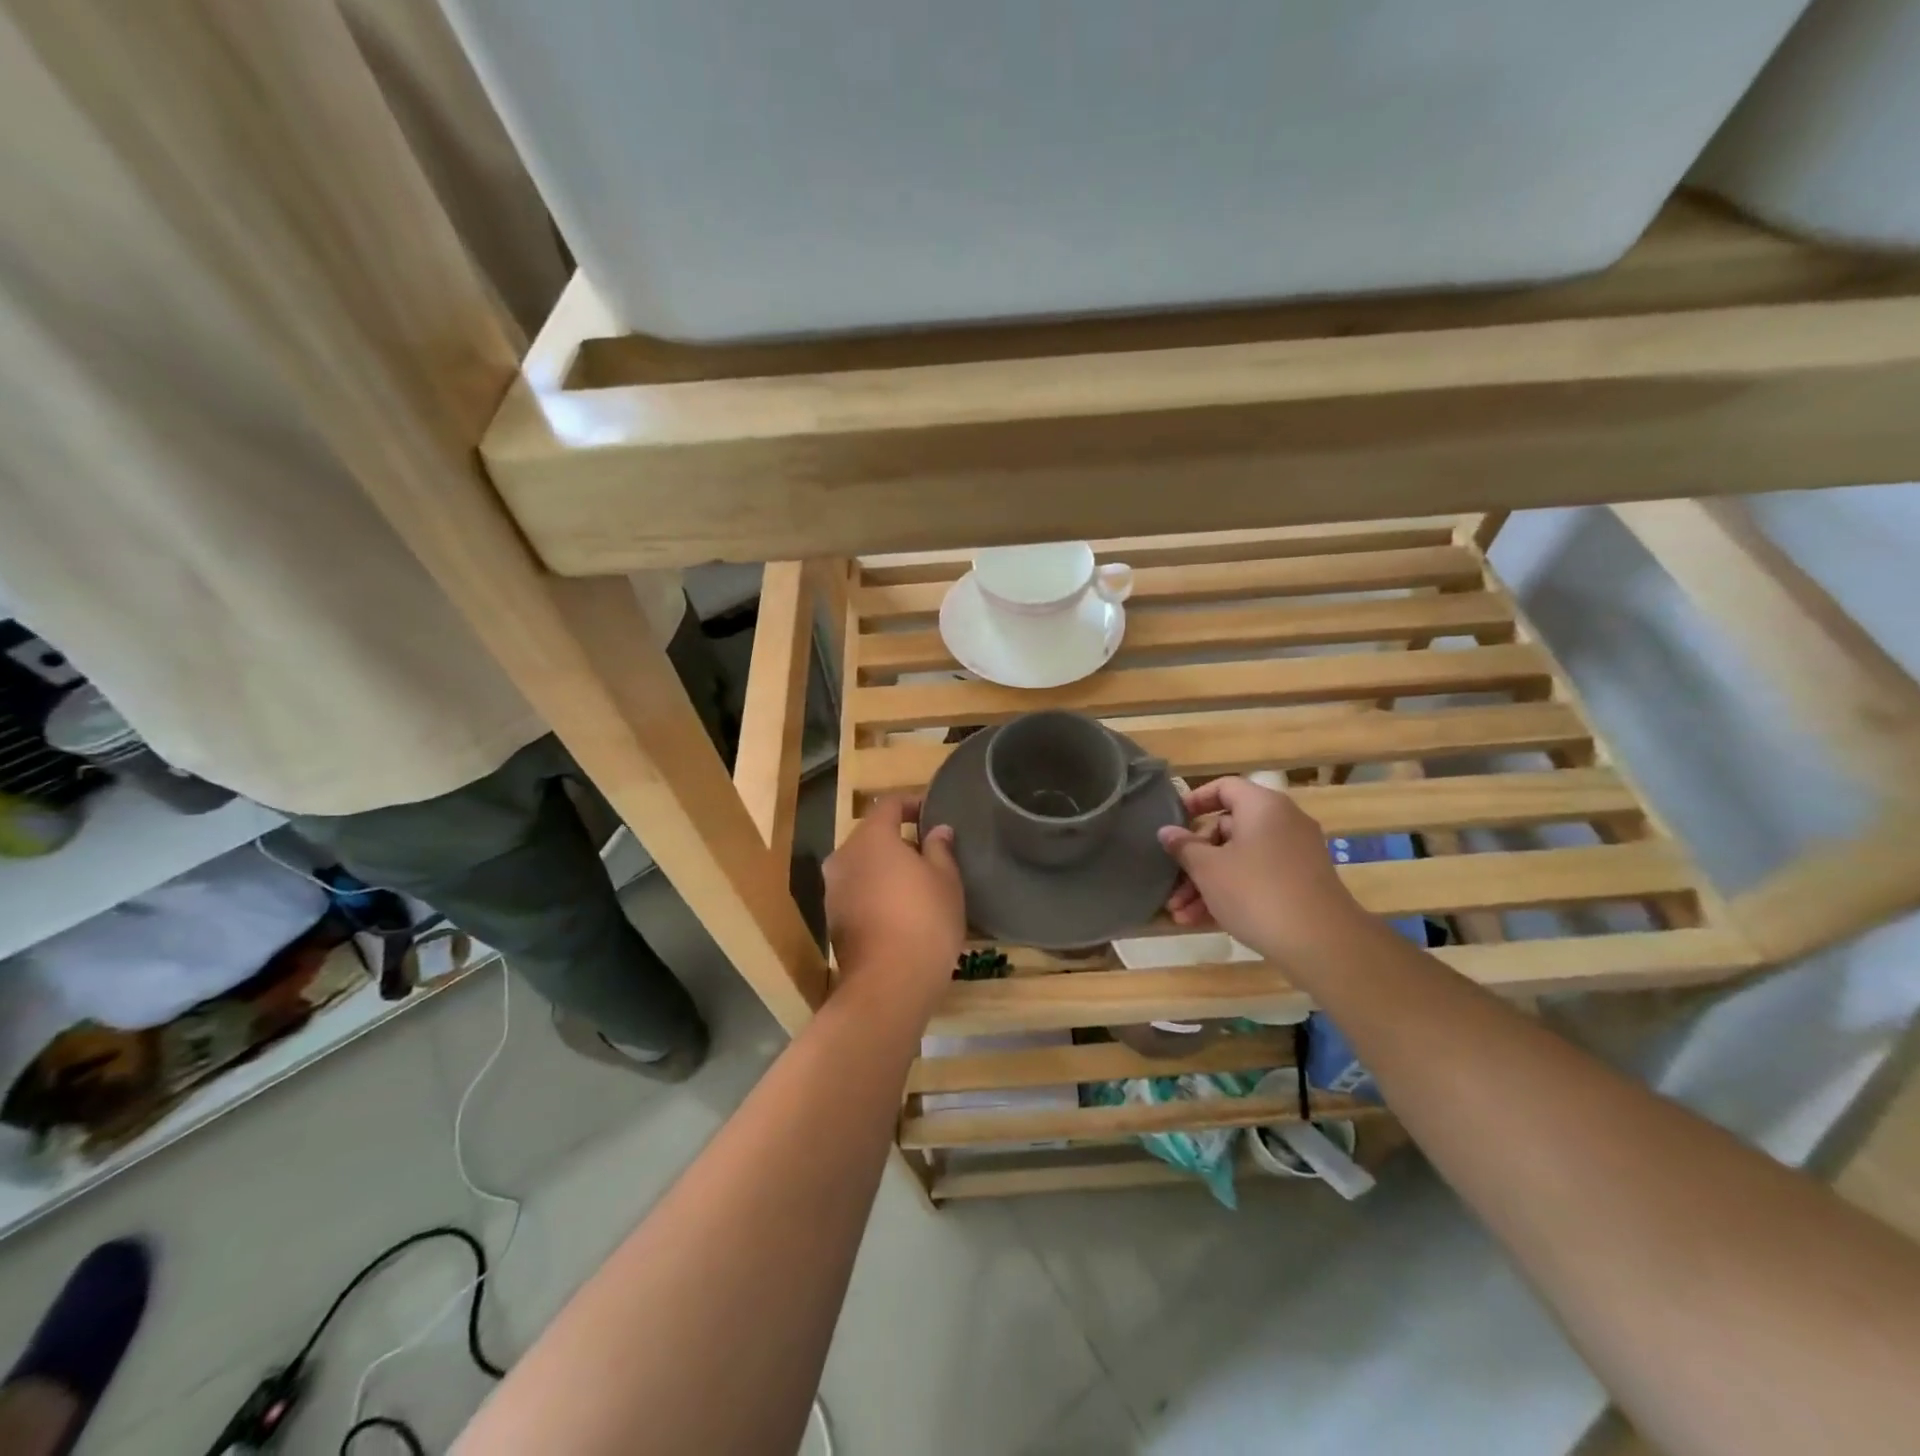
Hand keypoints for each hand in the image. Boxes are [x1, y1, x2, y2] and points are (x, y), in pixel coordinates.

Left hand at [823, 797, 965, 1016]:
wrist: (889, 984)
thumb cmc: (924, 920)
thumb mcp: (945, 880)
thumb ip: (940, 849)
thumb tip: (938, 831)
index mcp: (870, 839)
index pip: (889, 804)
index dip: (912, 803)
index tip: (932, 811)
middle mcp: (843, 857)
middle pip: (871, 835)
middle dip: (899, 837)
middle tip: (930, 849)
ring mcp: (833, 890)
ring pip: (862, 865)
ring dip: (886, 866)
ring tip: (918, 880)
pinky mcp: (833, 919)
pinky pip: (857, 890)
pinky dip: (876, 890)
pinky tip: (900, 907)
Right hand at [1157, 776, 1368, 964]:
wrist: (1322, 944)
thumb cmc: (1255, 892)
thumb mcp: (1208, 869)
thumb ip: (1184, 846)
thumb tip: (1166, 831)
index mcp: (1262, 806)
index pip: (1224, 787)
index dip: (1195, 800)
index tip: (1173, 821)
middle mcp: (1283, 823)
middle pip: (1227, 829)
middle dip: (1194, 860)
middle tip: (1172, 885)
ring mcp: (1294, 855)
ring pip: (1239, 859)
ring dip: (1206, 884)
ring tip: (1179, 914)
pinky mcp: (1300, 884)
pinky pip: (1257, 878)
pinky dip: (1231, 893)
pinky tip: (1201, 921)